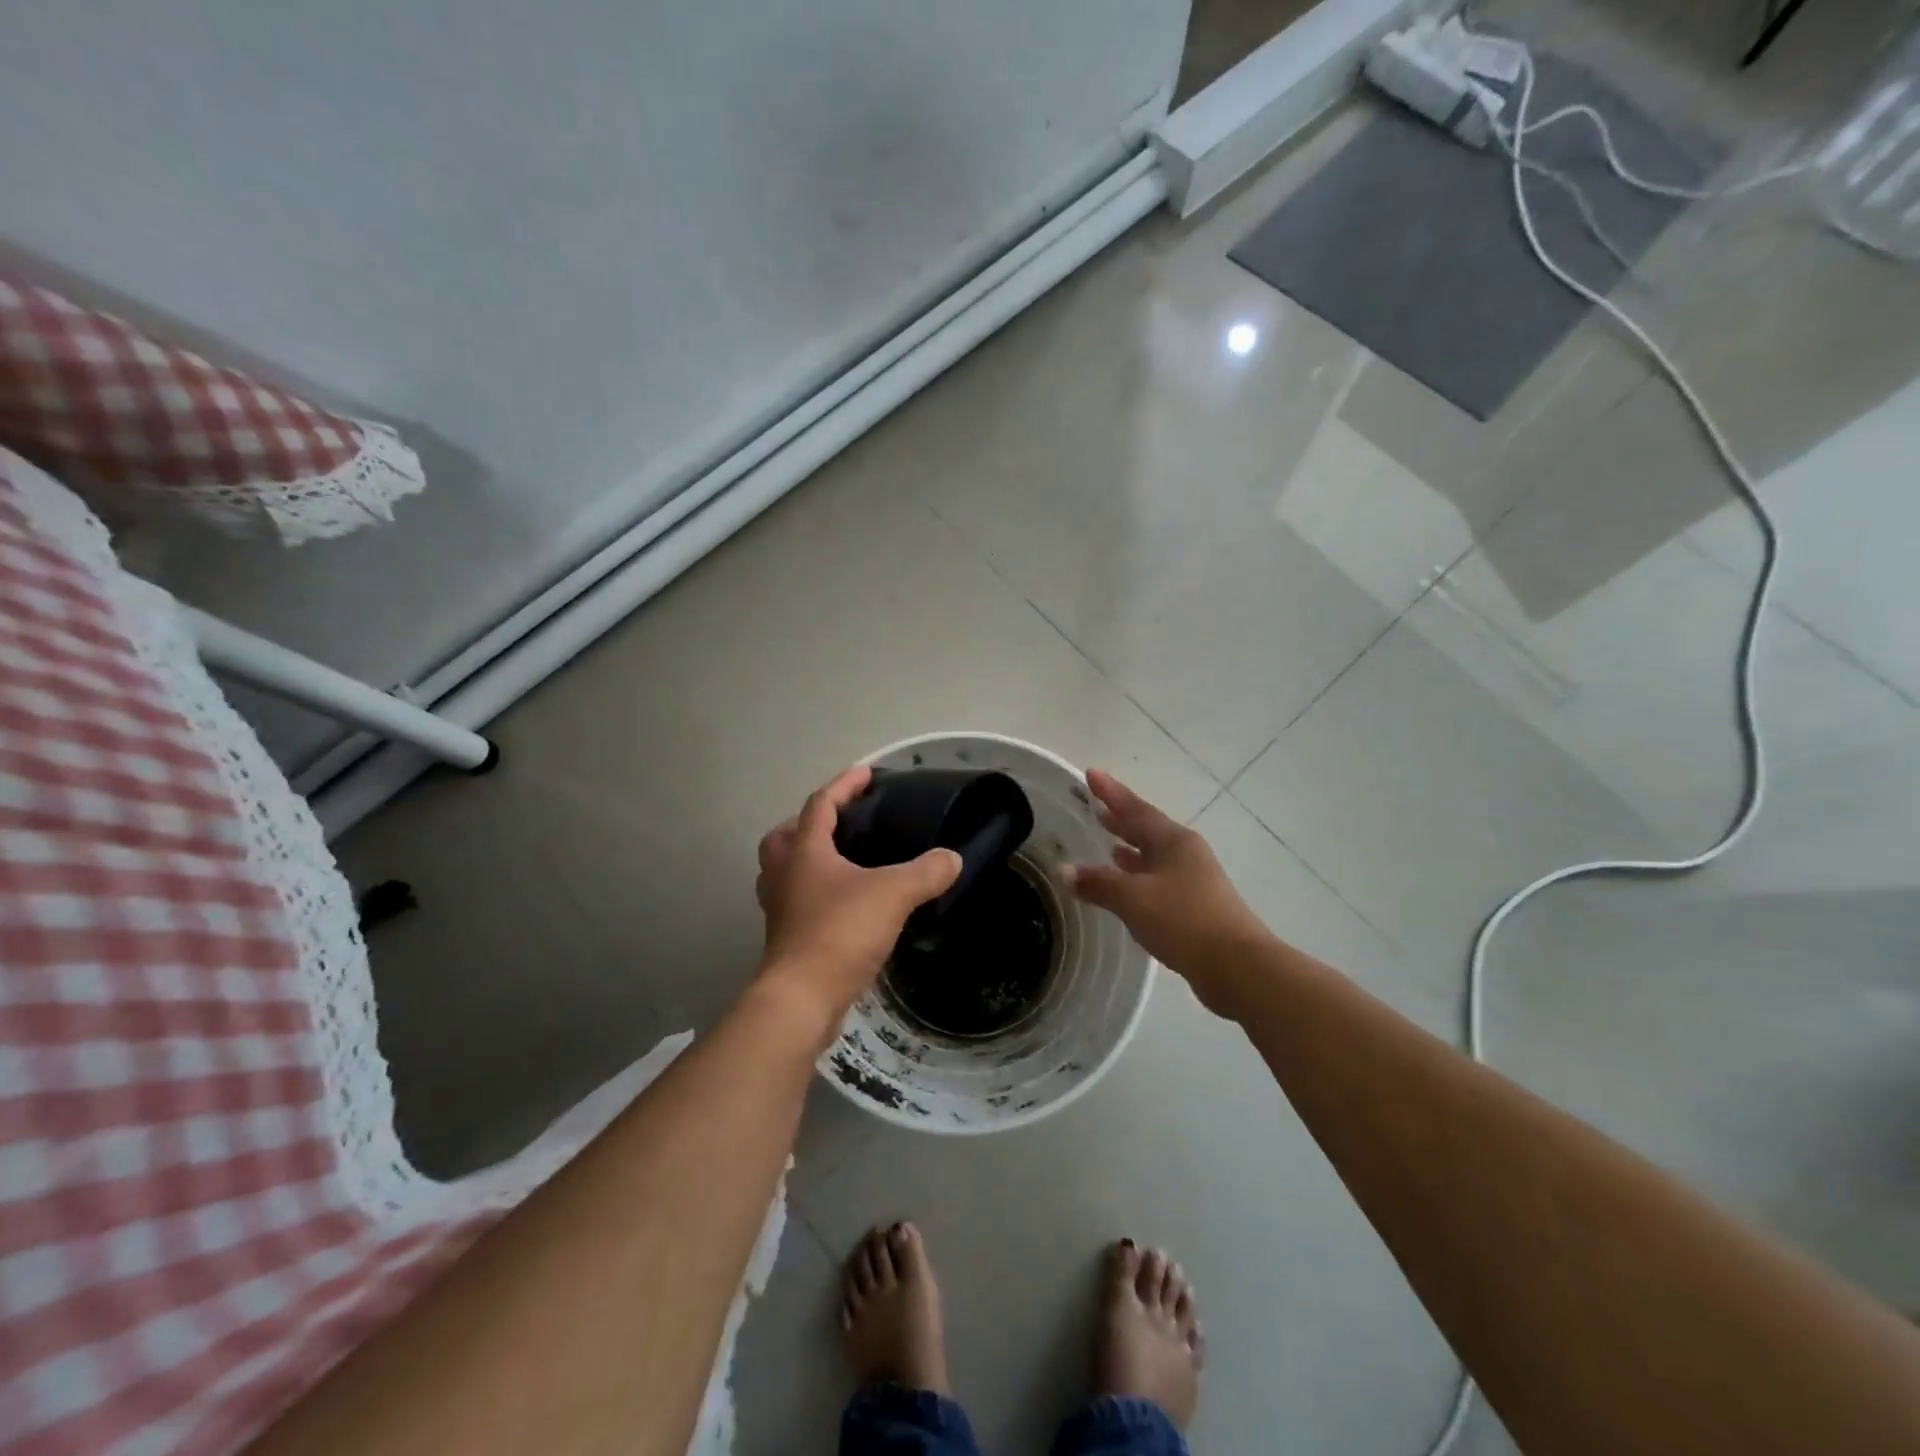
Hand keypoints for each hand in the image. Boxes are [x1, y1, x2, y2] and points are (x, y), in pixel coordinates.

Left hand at [755, 765, 961, 1024]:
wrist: (802, 998)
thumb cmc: (840, 933)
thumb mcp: (893, 895)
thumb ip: (926, 872)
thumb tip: (952, 858)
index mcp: (805, 852)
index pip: (821, 805)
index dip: (844, 785)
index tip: (866, 773)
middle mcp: (784, 875)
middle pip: (785, 836)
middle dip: (808, 822)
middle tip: (839, 823)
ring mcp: (780, 909)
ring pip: (783, 870)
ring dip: (805, 859)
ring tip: (840, 863)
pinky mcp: (785, 938)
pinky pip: (795, 901)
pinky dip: (813, 894)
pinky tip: (843, 905)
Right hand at [1070, 770, 1270, 1016]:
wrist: (1236, 966)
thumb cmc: (1183, 920)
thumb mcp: (1133, 899)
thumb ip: (1097, 884)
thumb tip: (1063, 871)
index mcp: (1173, 841)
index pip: (1135, 808)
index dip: (1111, 792)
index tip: (1090, 773)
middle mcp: (1185, 854)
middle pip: (1147, 829)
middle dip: (1121, 819)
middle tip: (1096, 806)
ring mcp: (1193, 880)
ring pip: (1153, 856)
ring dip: (1130, 849)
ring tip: (1108, 843)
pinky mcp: (1194, 907)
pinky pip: (1158, 880)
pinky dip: (1138, 877)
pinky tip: (1126, 886)